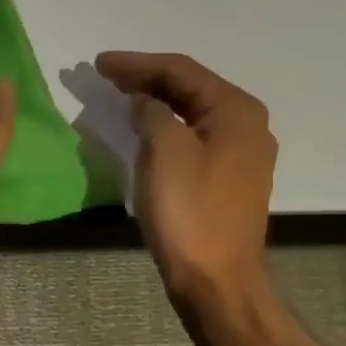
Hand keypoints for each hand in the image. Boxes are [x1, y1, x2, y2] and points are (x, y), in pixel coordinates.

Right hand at [94, 51, 275, 307]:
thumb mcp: (164, 150)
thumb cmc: (189, 211)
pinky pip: (194, 136)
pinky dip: (167, 126)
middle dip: (146, 78)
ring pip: (192, 112)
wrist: (216, 281)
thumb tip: (146, 104)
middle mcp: (246, 125)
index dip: (137, 63)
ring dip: (156, 101)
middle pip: (190, 87)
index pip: (181, 71)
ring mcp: (242, 154)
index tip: (98, 64)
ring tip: (120, 94)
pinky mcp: (229, 178)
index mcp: (235, 111)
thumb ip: (152, 112)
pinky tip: (146, 128)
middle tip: (105, 75)